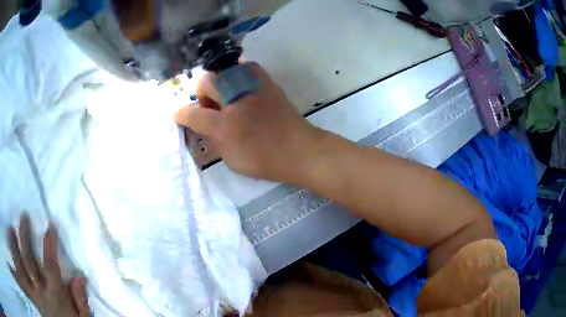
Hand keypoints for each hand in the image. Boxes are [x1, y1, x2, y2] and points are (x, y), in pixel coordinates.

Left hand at [7, 214, 89, 316]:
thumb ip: (80, 301)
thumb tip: (79, 277)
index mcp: (54, 295)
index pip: (50, 265)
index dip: (50, 244)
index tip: (50, 225)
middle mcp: (39, 290)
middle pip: (29, 259)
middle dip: (25, 236)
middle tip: (24, 216)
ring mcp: (32, 291)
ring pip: (20, 264)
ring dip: (14, 245)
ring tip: (11, 229)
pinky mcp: (30, 293)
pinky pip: (21, 274)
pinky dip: (16, 260)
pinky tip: (11, 246)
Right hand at [174, 62, 321, 182]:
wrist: (299, 149)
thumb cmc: (265, 160)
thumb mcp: (231, 159)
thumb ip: (212, 140)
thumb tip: (201, 125)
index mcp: (224, 125)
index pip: (193, 114)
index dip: (181, 114)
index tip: (177, 114)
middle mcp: (235, 100)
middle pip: (206, 81)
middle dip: (202, 93)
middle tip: (209, 107)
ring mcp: (252, 86)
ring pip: (223, 70)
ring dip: (218, 83)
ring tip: (226, 97)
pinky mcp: (266, 81)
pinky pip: (245, 67)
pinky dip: (237, 74)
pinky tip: (240, 87)